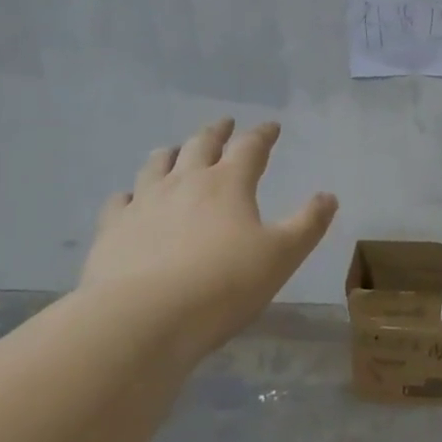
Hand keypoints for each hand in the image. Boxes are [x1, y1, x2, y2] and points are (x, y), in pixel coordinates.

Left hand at [80, 118, 336, 355]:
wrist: (142, 317)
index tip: (271, 126)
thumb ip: (307, 225)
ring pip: (157, 164)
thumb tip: (328, 196)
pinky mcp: (113, 229)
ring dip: (172, 153)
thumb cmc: (222, 285)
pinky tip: (129, 199)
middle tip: (224, 124)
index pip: (250, 148)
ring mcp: (144, 202)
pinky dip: (130, 194)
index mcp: (228, 184)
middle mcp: (184, 182)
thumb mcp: (281, 257)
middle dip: (217, 132)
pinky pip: (120, 201)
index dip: (262, 135)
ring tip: (176, 150)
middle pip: (201, 145)